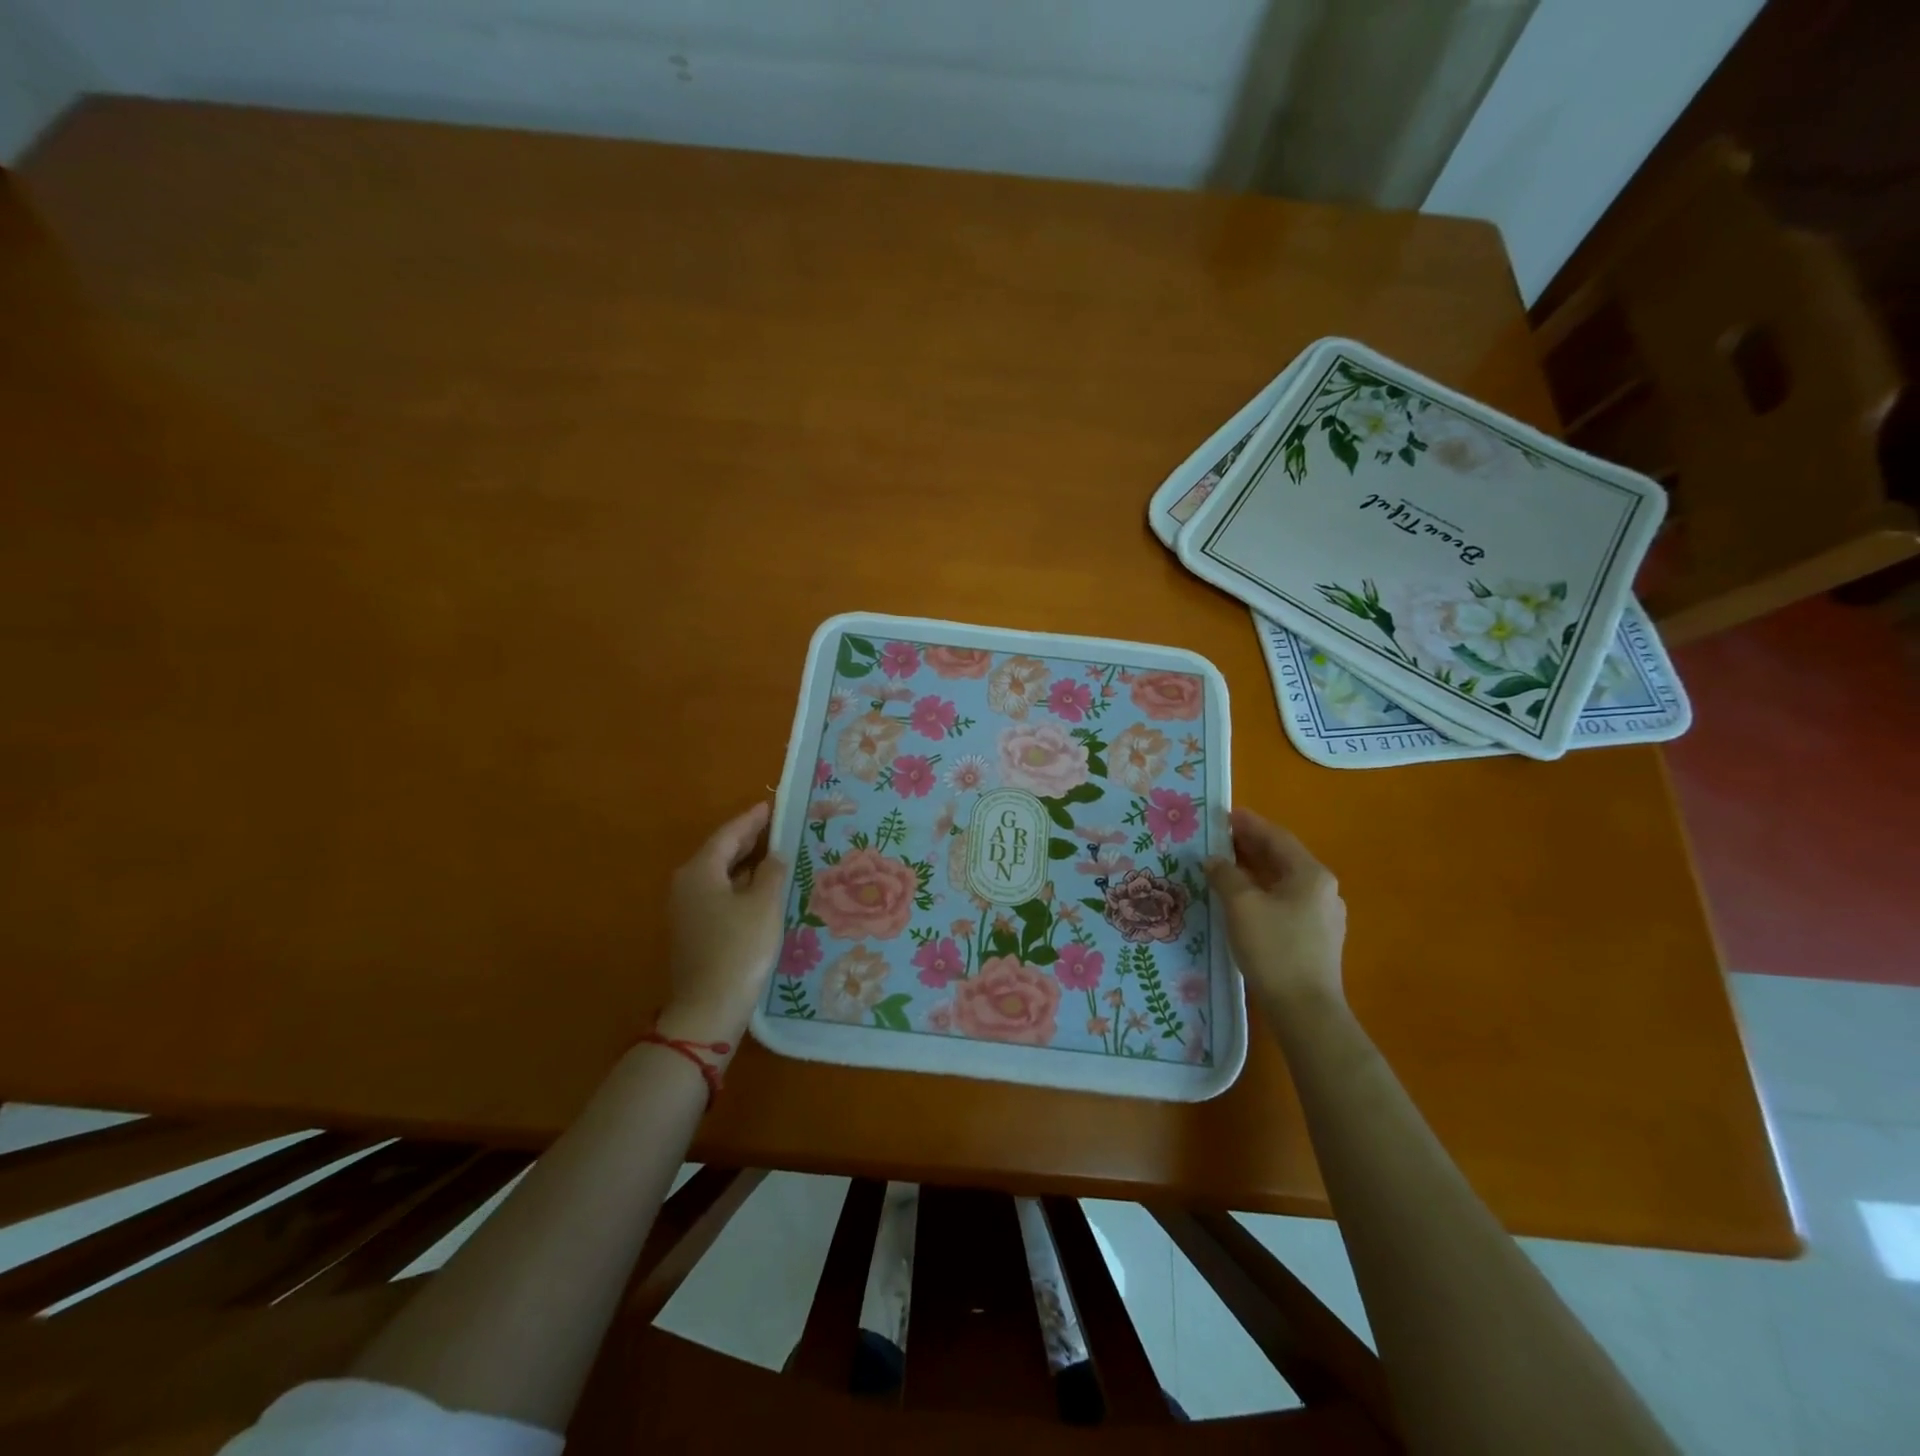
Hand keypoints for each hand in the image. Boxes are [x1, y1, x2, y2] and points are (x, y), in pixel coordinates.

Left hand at [657, 802, 786, 1051]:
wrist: (708, 1008)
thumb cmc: (739, 948)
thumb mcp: (764, 904)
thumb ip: (771, 873)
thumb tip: (773, 856)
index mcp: (700, 871)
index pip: (729, 834)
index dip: (752, 819)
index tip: (771, 805)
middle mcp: (687, 884)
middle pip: (720, 852)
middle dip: (748, 839)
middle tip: (776, 826)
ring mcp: (687, 909)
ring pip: (720, 875)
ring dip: (746, 864)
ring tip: (775, 854)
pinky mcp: (694, 931)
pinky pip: (719, 894)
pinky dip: (740, 885)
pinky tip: (761, 889)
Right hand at [1205, 808, 1346, 1012]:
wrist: (1305, 1010)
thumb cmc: (1274, 949)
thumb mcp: (1241, 905)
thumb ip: (1226, 875)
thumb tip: (1215, 860)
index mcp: (1310, 875)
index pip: (1277, 838)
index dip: (1250, 824)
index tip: (1225, 813)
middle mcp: (1322, 890)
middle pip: (1282, 858)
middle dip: (1251, 846)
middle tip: (1219, 837)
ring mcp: (1323, 916)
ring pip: (1283, 881)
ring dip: (1255, 870)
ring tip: (1225, 865)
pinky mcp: (1316, 938)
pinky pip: (1285, 901)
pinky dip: (1262, 891)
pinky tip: (1243, 899)